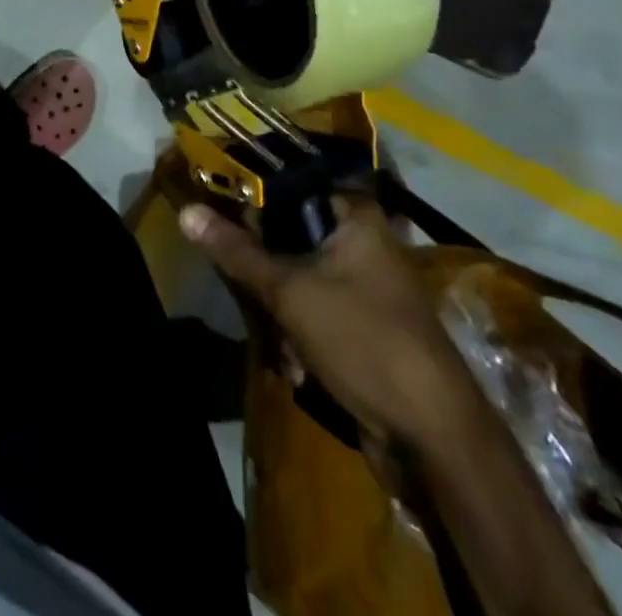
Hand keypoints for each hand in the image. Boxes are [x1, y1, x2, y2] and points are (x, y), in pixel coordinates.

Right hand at [180, 196, 482, 447]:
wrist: (435, 439)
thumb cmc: (364, 340)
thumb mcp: (290, 291)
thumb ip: (237, 251)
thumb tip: (186, 211)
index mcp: (356, 216)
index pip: (292, 183)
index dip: (253, 196)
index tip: (219, 210)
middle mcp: (363, 242)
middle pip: (289, 232)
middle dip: (263, 266)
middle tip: (243, 285)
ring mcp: (365, 287)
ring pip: (296, 276)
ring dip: (277, 308)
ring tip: (276, 340)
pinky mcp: (362, 326)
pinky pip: (313, 310)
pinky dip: (297, 333)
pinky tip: (295, 366)